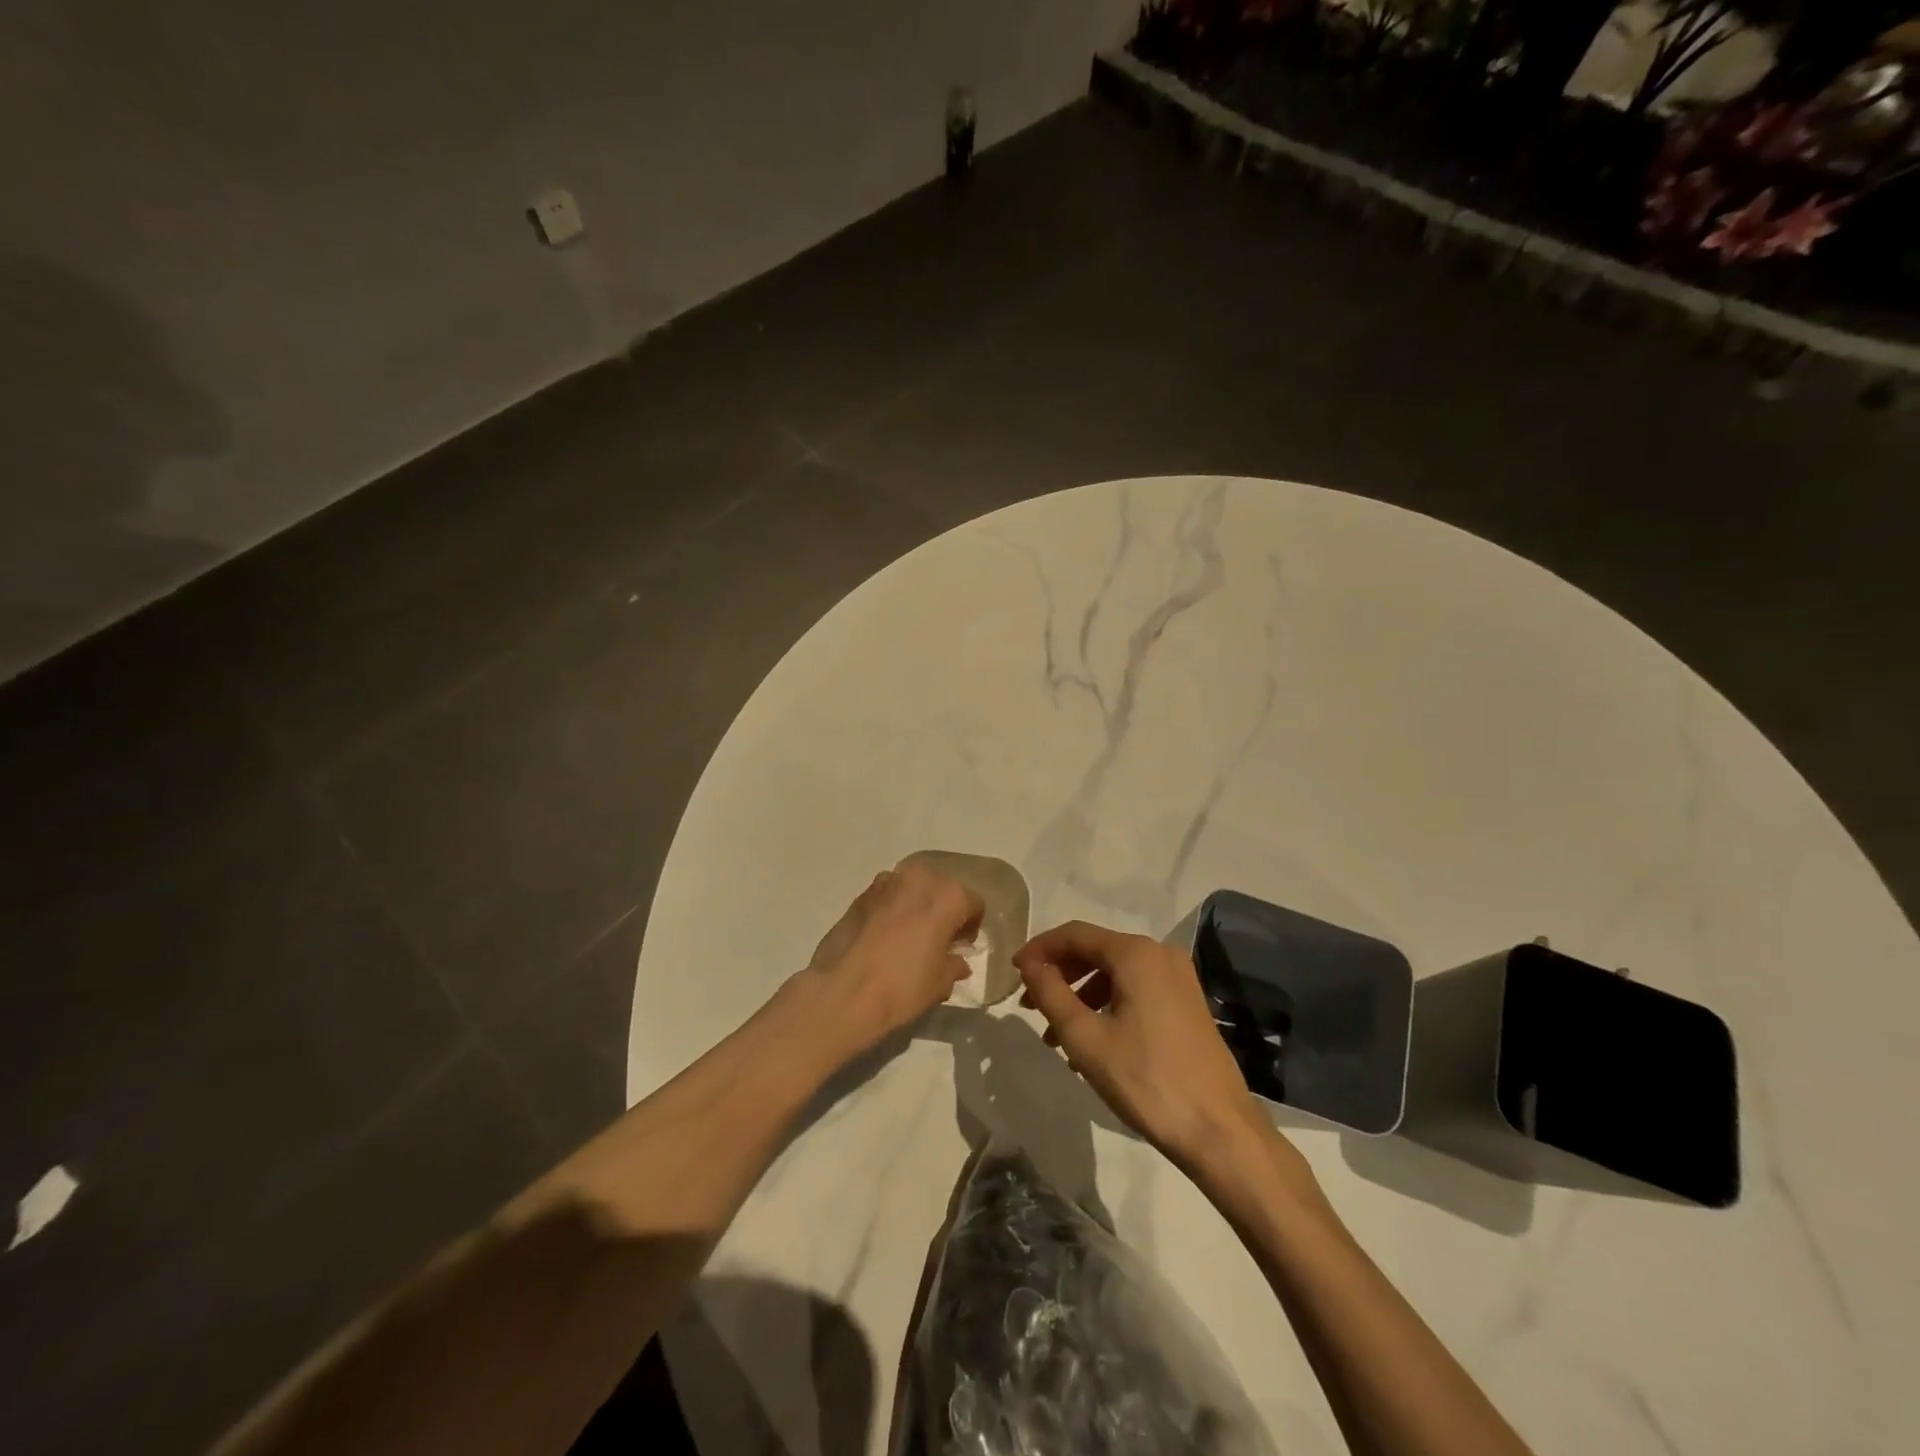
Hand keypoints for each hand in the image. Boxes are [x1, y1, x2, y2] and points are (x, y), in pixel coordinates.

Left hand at [802, 862, 983, 1058]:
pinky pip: (889, 895)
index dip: (971, 926)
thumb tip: (957, 960)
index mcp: (948, 896)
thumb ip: (954, 965)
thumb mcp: (940, 984)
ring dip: (917, 904)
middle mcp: (920, 879)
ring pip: (913, 887)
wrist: (843, 992)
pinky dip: (893, 907)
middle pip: (943, 888)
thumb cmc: (902, 987)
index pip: (973, 903)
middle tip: (937, 938)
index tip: (961, 946)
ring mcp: (887, 882)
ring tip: (910, 935)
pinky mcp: (861, 893)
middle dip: (944, 909)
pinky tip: (886, 935)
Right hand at [1015, 920, 1274, 1175]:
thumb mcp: (1085, 1038)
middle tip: (1029, 1004)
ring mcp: (1178, 978)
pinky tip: (1091, 1042)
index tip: (1013, 973)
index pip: (1074, 934)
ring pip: (1115, 973)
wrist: (1219, 1130)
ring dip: (1080, 995)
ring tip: (1055, 1035)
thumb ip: (1051, 993)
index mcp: (1136, 954)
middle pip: (1096, 950)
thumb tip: (1030, 964)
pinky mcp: (1186, 1003)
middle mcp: (1160, 954)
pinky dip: (1107, 1005)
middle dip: (1059, 974)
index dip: (1039, 949)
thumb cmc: (1146, 1080)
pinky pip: (1135, 990)